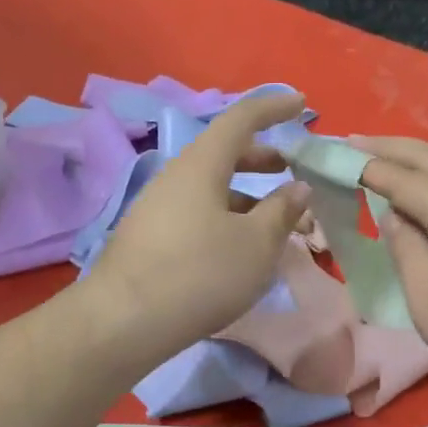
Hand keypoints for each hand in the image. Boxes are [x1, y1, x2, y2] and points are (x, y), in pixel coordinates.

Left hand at [88, 92, 311, 361]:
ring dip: (248, 198)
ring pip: (212, 189)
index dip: (274, 107)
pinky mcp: (150, 238)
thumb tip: (298, 187)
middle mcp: (176, 177)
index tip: (302, 104)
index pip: (241, 118)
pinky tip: (242, 251)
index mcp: (201, 164)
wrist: (125, 322)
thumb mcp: (256, 244)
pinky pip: (197, 214)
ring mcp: (158, 208)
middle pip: (224, 154)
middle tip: (293, 171)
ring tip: (278, 224)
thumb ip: (282, 211)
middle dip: (263, 159)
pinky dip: (227, 220)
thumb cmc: (200, 274)